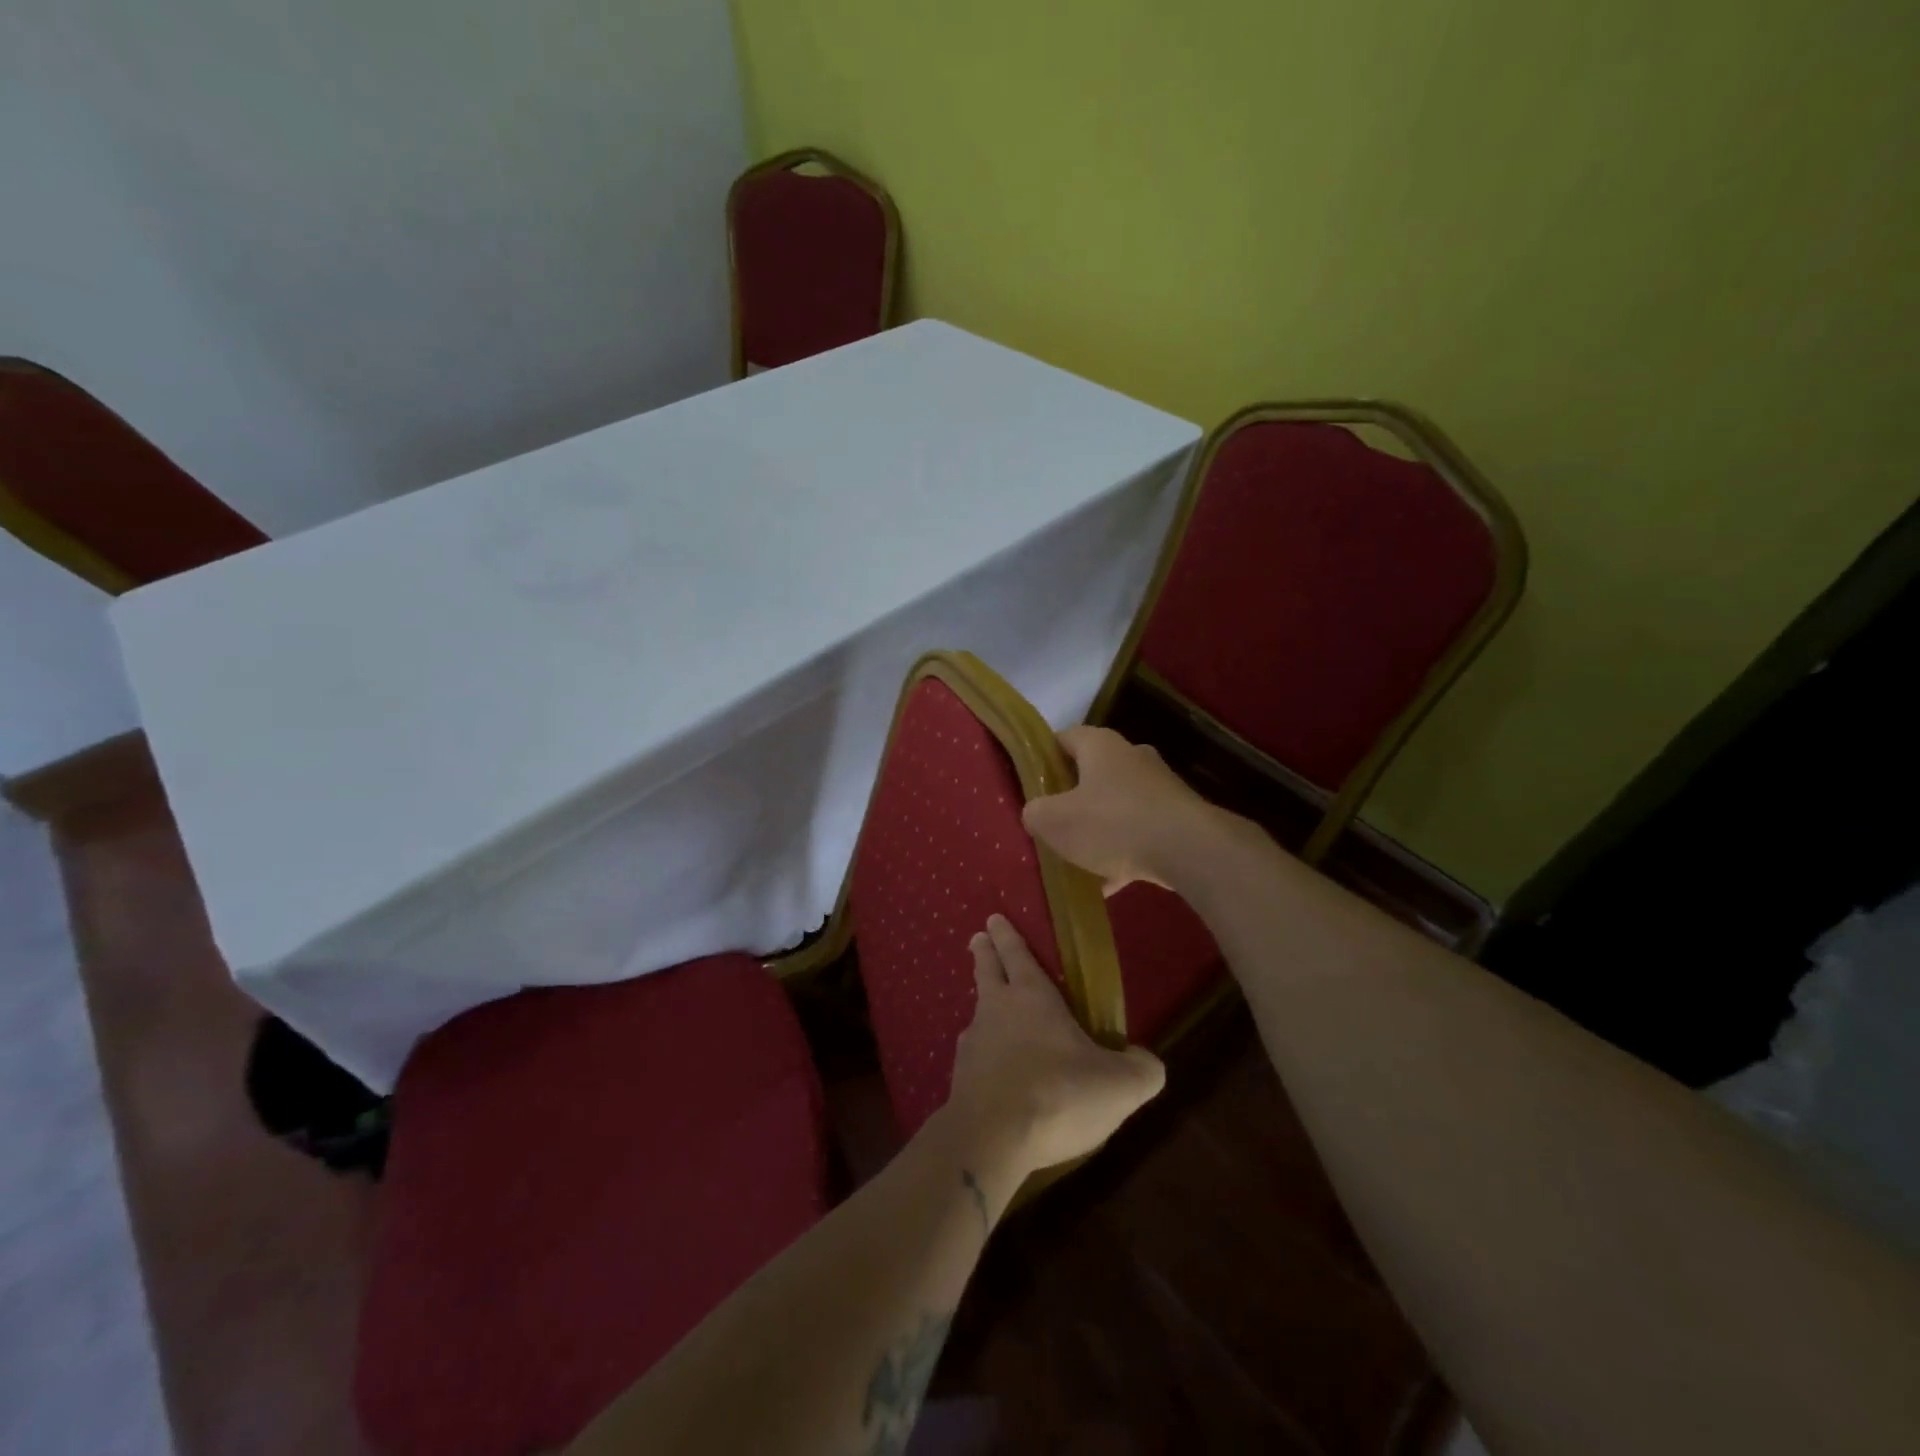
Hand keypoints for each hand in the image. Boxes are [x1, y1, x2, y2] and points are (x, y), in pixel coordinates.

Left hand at [944, 915, 1164, 1179]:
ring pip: (977, 1012)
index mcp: (1032, 996)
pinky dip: (981, 1053)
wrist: (992, 1138)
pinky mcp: (960, 1077)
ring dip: (982, 1003)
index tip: (994, 919)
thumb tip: (1145, 1060)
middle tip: (978, 937)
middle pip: (987, 970)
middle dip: (984, 951)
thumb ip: (1141, 1069)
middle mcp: (997, 1009)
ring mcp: (973, 1043)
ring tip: (988, 1007)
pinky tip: (991, 1068)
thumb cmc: (1059, 1094)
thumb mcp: (1119, 1085)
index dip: (1007, 935)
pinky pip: (973, 1055)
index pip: (1017, 953)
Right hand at [1022, 726, 1218, 892]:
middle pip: (1091, 772)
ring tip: (1078, 860)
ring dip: (1098, 829)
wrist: (1189, 850)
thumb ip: (1035, 813)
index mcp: (1100, 745)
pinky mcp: (1178, 817)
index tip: (1030, 784)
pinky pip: (1140, 832)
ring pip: (1117, 805)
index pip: (1063, 738)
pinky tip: (1109, 885)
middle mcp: (1132, 756)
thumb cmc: (1112, 824)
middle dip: (1071, 797)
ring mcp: (1159, 787)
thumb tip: (1036, 813)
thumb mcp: (1055, 821)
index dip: (1043, 758)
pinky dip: (1124, 852)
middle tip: (1052, 822)